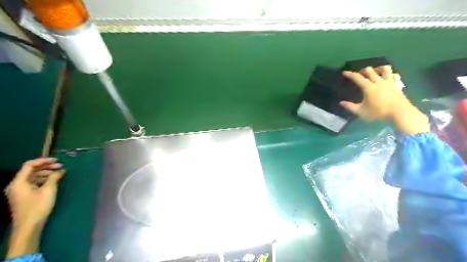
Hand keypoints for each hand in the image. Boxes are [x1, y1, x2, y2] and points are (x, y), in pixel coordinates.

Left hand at [5, 158, 63, 228]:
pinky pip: (33, 183)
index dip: (43, 160)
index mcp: (19, 182)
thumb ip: (54, 178)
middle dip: (46, 167)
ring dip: (46, 173)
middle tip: (61, 166)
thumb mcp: (49, 190)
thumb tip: (60, 170)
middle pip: (31, 170)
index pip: (29, 165)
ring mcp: (19, 191)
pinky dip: (43, 179)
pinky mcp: (23, 195)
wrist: (29, 226)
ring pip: (33, 177)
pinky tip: (53, 181)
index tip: (57, 160)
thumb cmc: (38, 207)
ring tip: (59, 173)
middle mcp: (16, 185)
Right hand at [342, 66, 427, 134]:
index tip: (344, 72)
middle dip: (363, 70)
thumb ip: (350, 107)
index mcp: (369, 87)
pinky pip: (394, 75)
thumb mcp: (361, 112)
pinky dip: (389, 74)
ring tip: (374, 72)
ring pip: (384, 69)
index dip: (350, 74)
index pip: (357, 77)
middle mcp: (379, 82)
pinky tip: (387, 77)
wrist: (400, 113)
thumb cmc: (378, 113)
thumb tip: (341, 103)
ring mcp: (389, 82)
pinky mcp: (397, 85)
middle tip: (359, 74)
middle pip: (370, 70)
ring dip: (378, 68)